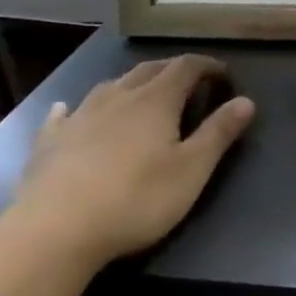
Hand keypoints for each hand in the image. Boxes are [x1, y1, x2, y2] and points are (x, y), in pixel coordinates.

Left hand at [2, 55, 253, 268]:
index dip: (207, 66)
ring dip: (131, 83)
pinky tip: (67, 110)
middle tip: (189, 80)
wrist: (55, 230)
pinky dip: (75, 108)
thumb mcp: (191, 170)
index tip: (222, 74)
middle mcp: (118, 97)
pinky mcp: (49, 141)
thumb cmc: (136, 199)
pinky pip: (64, 113)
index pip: (186, 67)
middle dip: (172, 69)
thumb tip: (246, 100)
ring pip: (110, 86)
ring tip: (141, 93)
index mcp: (156, 101)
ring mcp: (80, 116)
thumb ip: (219, 133)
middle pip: (149, 70)